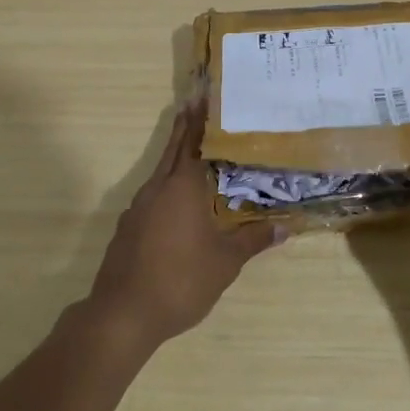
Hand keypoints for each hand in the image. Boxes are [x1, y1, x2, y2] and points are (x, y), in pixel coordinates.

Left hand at [86, 100, 279, 349]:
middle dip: (184, 127)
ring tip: (194, 151)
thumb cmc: (181, 280)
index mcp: (182, 188)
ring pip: (160, 173)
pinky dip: (167, 186)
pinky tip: (178, 202)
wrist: (123, 315)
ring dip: (175, 157)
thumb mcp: (226, 262)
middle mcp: (157, 189)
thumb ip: (254, 240)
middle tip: (195, 103)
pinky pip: (152, 196)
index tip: (204, 96)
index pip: (193, 143)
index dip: (200, 120)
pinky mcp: (128, 229)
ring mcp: (138, 209)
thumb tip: (286, 227)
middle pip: (172, 150)